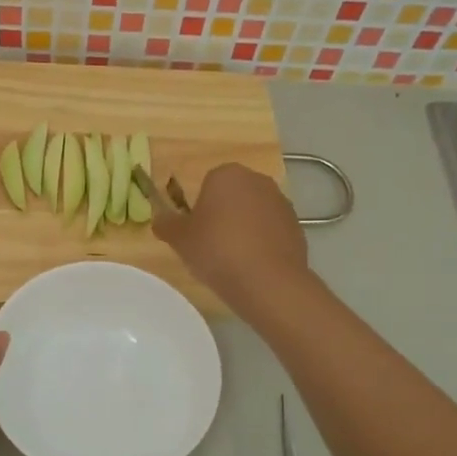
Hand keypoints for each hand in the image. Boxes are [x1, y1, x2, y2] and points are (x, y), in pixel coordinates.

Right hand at [153, 163, 310, 313]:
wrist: (267, 281)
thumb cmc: (216, 250)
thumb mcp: (179, 239)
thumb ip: (166, 224)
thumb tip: (160, 220)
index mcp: (227, 174)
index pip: (207, 184)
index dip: (199, 209)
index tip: (196, 233)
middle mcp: (257, 180)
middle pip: (232, 196)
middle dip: (222, 215)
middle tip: (211, 245)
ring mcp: (281, 202)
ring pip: (253, 213)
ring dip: (243, 228)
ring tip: (233, 260)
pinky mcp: (297, 226)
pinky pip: (271, 230)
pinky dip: (262, 243)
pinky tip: (253, 265)